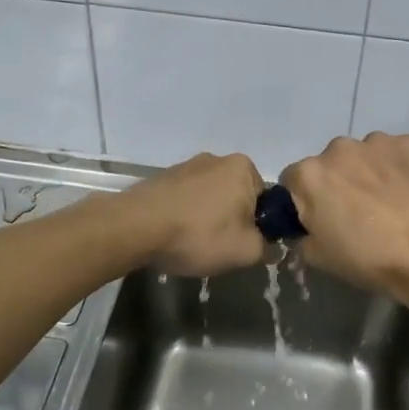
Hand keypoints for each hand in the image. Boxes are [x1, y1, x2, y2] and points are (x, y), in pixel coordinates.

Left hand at [118, 151, 266, 276]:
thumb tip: (273, 247)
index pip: (266, 200)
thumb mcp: (245, 251)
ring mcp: (186, 166)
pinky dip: (185, 216)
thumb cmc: (199, 234)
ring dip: (207, 219)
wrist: (136, 227)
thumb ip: (267, 248)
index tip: (246, 245)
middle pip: (237, 197)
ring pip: (210, 199)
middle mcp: (217, 159)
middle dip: (233, 221)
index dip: (260, 226)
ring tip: (193, 244)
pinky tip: (174, 236)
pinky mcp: (162, 177)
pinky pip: (186, 200)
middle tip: (220, 248)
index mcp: (244, 167)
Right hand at [280, 133, 408, 309]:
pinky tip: (408, 192)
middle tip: (356, 213)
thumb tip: (308, 223)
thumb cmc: (368, 259)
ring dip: (367, 172)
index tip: (321, 218)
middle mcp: (338, 148)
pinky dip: (397, 167)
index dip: (304, 200)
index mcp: (309, 174)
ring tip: (388, 203)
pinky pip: (394, 153)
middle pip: (329, 163)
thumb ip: (301, 232)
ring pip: (363, 156)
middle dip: (337, 182)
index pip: (293, 180)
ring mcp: (376, 142)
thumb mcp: (317, 257)